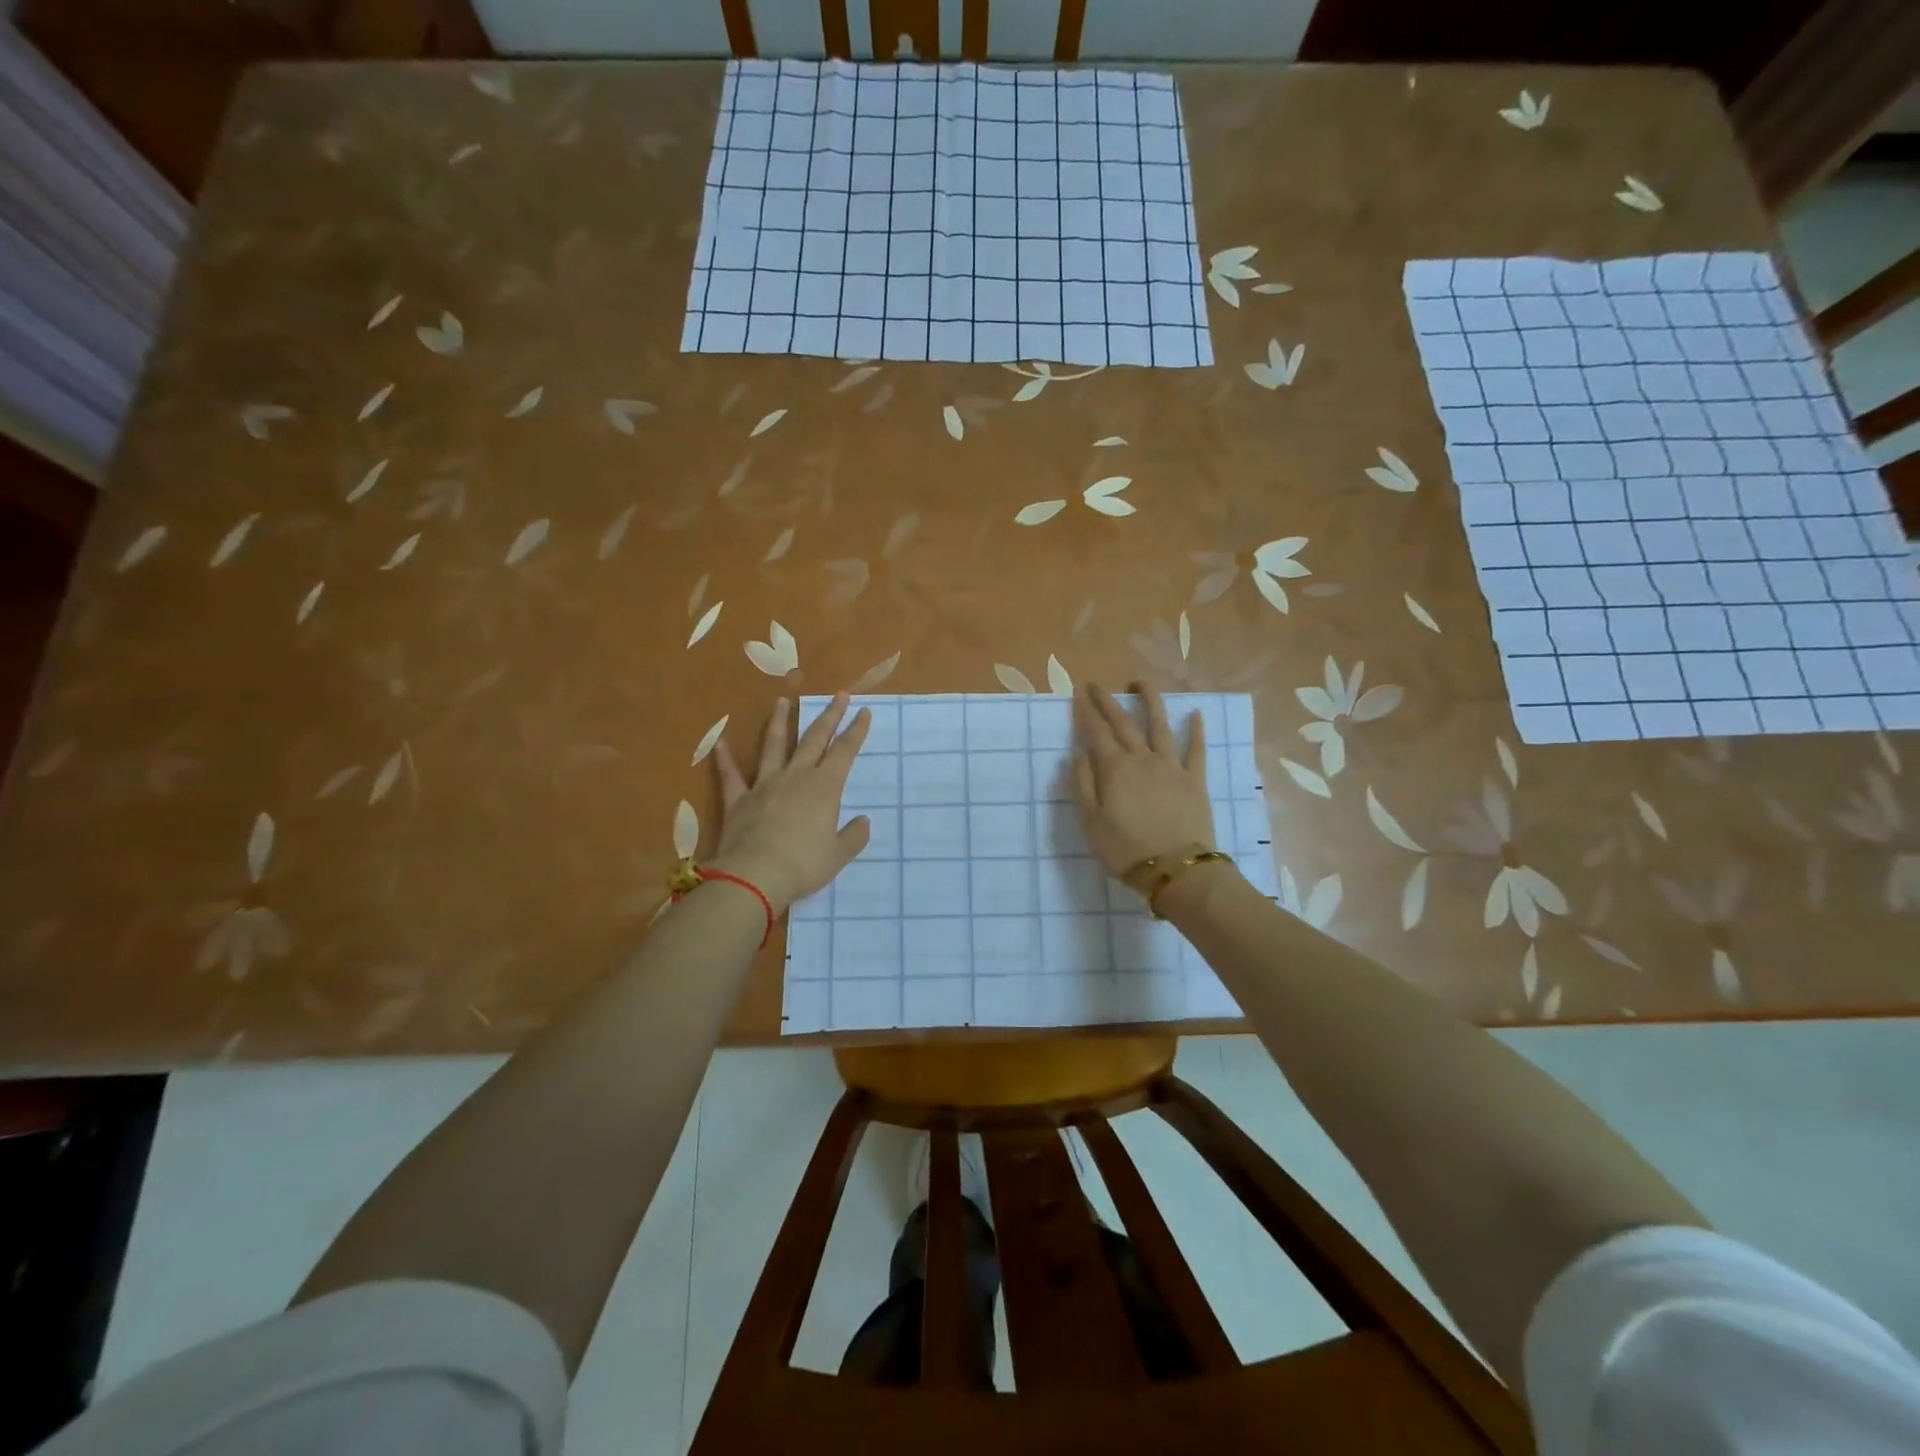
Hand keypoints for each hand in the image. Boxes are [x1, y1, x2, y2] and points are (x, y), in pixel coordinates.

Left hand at [708, 694, 870, 912]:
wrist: (755, 876)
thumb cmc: (804, 865)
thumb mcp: (838, 855)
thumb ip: (853, 836)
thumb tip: (863, 821)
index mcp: (825, 787)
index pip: (845, 751)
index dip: (856, 730)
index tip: (864, 711)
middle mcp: (796, 777)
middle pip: (814, 738)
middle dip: (828, 715)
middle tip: (838, 694)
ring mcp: (765, 785)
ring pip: (773, 746)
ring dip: (778, 722)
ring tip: (781, 701)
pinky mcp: (739, 799)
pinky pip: (731, 776)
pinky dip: (725, 759)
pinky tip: (720, 744)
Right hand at [1070, 683, 1214, 877]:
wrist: (1175, 869)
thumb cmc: (1125, 849)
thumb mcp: (1090, 822)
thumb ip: (1083, 784)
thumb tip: (1079, 753)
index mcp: (1114, 769)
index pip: (1096, 732)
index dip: (1085, 712)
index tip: (1078, 693)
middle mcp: (1142, 759)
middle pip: (1123, 723)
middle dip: (1108, 702)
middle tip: (1097, 685)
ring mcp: (1171, 767)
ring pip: (1160, 726)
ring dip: (1150, 701)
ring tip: (1141, 683)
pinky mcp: (1194, 780)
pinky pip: (1196, 750)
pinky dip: (1196, 731)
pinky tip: (1196, 714)